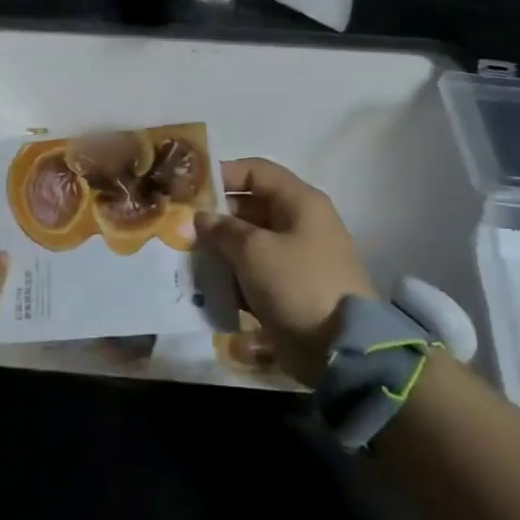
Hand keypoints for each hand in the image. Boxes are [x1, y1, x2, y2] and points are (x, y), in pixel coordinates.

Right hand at [194, 157, 376, 387]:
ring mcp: (295, 256)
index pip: (255, 171)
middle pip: (249, 206)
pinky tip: (205, 282)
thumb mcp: (254, 250)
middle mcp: (298, 222)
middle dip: (215, 215)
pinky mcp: (288, 286)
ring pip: (249, 240)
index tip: (188, 189)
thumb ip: (222, 229)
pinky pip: (254, 269)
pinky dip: (232, 273)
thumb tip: (201, 218)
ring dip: (220, 247)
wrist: (339, 348)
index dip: (222, 174)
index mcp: (300, 202)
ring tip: (187, 255)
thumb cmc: (297, 283)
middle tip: (180, 226)